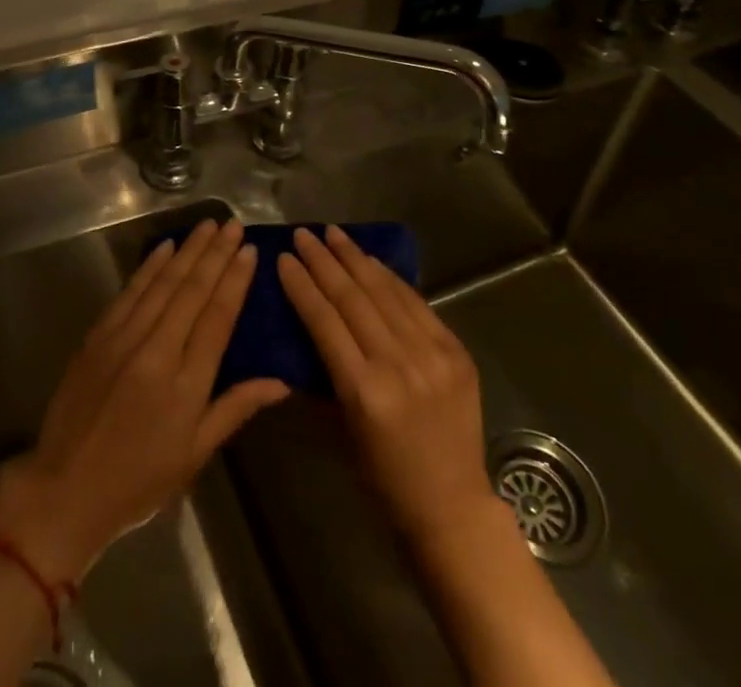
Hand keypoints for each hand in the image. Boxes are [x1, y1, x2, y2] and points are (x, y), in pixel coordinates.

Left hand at [0, 218, 289, 581]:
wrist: (66, 490)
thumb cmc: (139, 480)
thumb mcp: (194, 454)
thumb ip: (235, 408)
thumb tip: (281, 383)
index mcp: (186, 384)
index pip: (218, 318)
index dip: (235, 280)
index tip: (250, 250)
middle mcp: (157, 351)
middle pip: (193, 291)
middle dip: (216, 254)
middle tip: (233, 225)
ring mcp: (124, 339)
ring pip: (163, 283)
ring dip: (188, 251)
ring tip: (208, 225)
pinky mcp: (98, 336)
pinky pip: (130, 292)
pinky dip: (149, 267)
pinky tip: (166, 247)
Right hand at [277, 225, 499, 544]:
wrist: (453, 506)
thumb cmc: (384, 478)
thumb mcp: (341, 430)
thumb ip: (324, 376)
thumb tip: (302, 331)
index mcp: (364, 392)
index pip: (325, 321)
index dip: (302, 286)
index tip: (284, 259)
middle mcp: (398, 365)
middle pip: (353, 298)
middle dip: (324, 261)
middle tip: (304, 234)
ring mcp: (432, 355)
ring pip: (385, 291)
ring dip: (355, 258)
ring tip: (333, 233)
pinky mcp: (455, 351)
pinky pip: (417, 303)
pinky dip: (390, 277)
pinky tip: (371, 259)